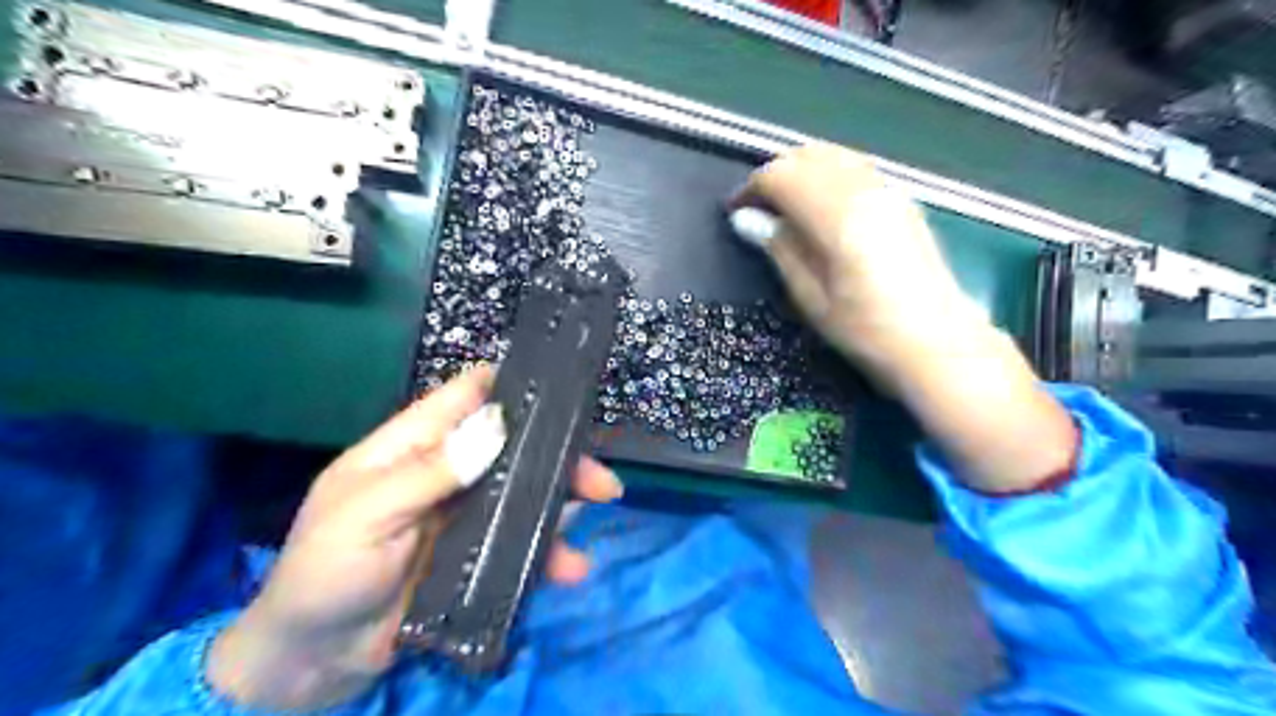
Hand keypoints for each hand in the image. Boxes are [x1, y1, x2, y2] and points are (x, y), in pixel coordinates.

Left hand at [208, 367, 620, 713]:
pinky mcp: (476, 555)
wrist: (313, 663)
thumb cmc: (323, 573)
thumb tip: (496, 426)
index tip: (560, 389)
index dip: (508, 385)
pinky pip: (521, 544)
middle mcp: (446, 473)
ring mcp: (464, 516)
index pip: (464, 397)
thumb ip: (428, 473)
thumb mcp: (365, 516)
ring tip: (603, 504)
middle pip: (511, 447)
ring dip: (564, 499)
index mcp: (410, 447)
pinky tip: (572, 567)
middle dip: (557, 454)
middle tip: (599, 473)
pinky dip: (549, 551)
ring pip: (524, 493)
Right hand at [732, 139, 978, 387]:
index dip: (752, 188)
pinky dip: (828, 174)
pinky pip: (855, 167)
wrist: (938, 342)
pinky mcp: (902, 199)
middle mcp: (864, 189)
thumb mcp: (812, 298)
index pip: (782, 176)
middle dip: (775, 175)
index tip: (735, 212)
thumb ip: (780, 249)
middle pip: (807, 156)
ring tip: (785, 207)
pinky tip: (821, 205)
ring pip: (833, 155)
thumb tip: (746, 219)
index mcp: (837, 215)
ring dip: (802, 171)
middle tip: (757, 209)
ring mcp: (888, 190)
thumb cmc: (867, 331)